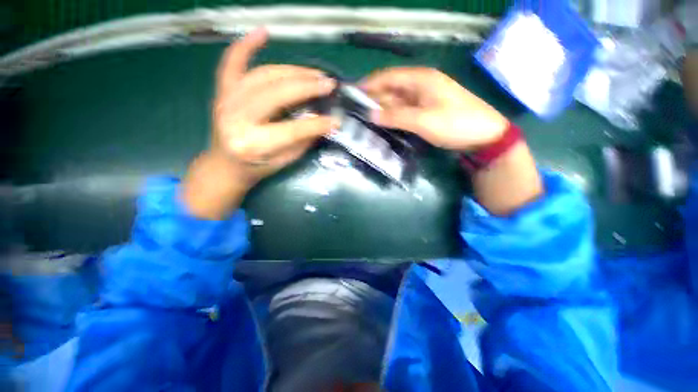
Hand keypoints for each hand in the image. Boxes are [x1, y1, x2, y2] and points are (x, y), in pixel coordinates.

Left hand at [211, 28, 336, 186]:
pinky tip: (263, 33)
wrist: (225, 165)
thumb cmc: (257, 167)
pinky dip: (246, 46)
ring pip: (263, 75)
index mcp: (253, 144)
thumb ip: (303, 141)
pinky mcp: (222, 92)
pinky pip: (232, 63)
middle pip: (276, 94)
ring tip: (314, 73)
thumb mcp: (284, 161)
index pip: (292, 129)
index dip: (317, 124)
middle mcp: (236, 119)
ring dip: (292, 71)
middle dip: (307, 87)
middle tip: (328, 84)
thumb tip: (323, 122)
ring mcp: (226, 101)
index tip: (336, 120)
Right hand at [362, 67, 508, 150]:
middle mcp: (421, 85)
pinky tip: (383, 123)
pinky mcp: (426, 110)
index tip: (352, 94)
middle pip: (391, 88)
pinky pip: (404, 110)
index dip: (370, 84)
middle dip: (374, 98)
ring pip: (397, 101)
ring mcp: (424, 98)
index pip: (388, 77)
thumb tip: (371, 114)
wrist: (485, 136)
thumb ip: (396, 116)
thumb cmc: (456, 124)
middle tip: (355, 111)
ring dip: (382, 109)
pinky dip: (393, 116)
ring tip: (364, 119)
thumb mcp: (423, 121)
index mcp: (421, 79)